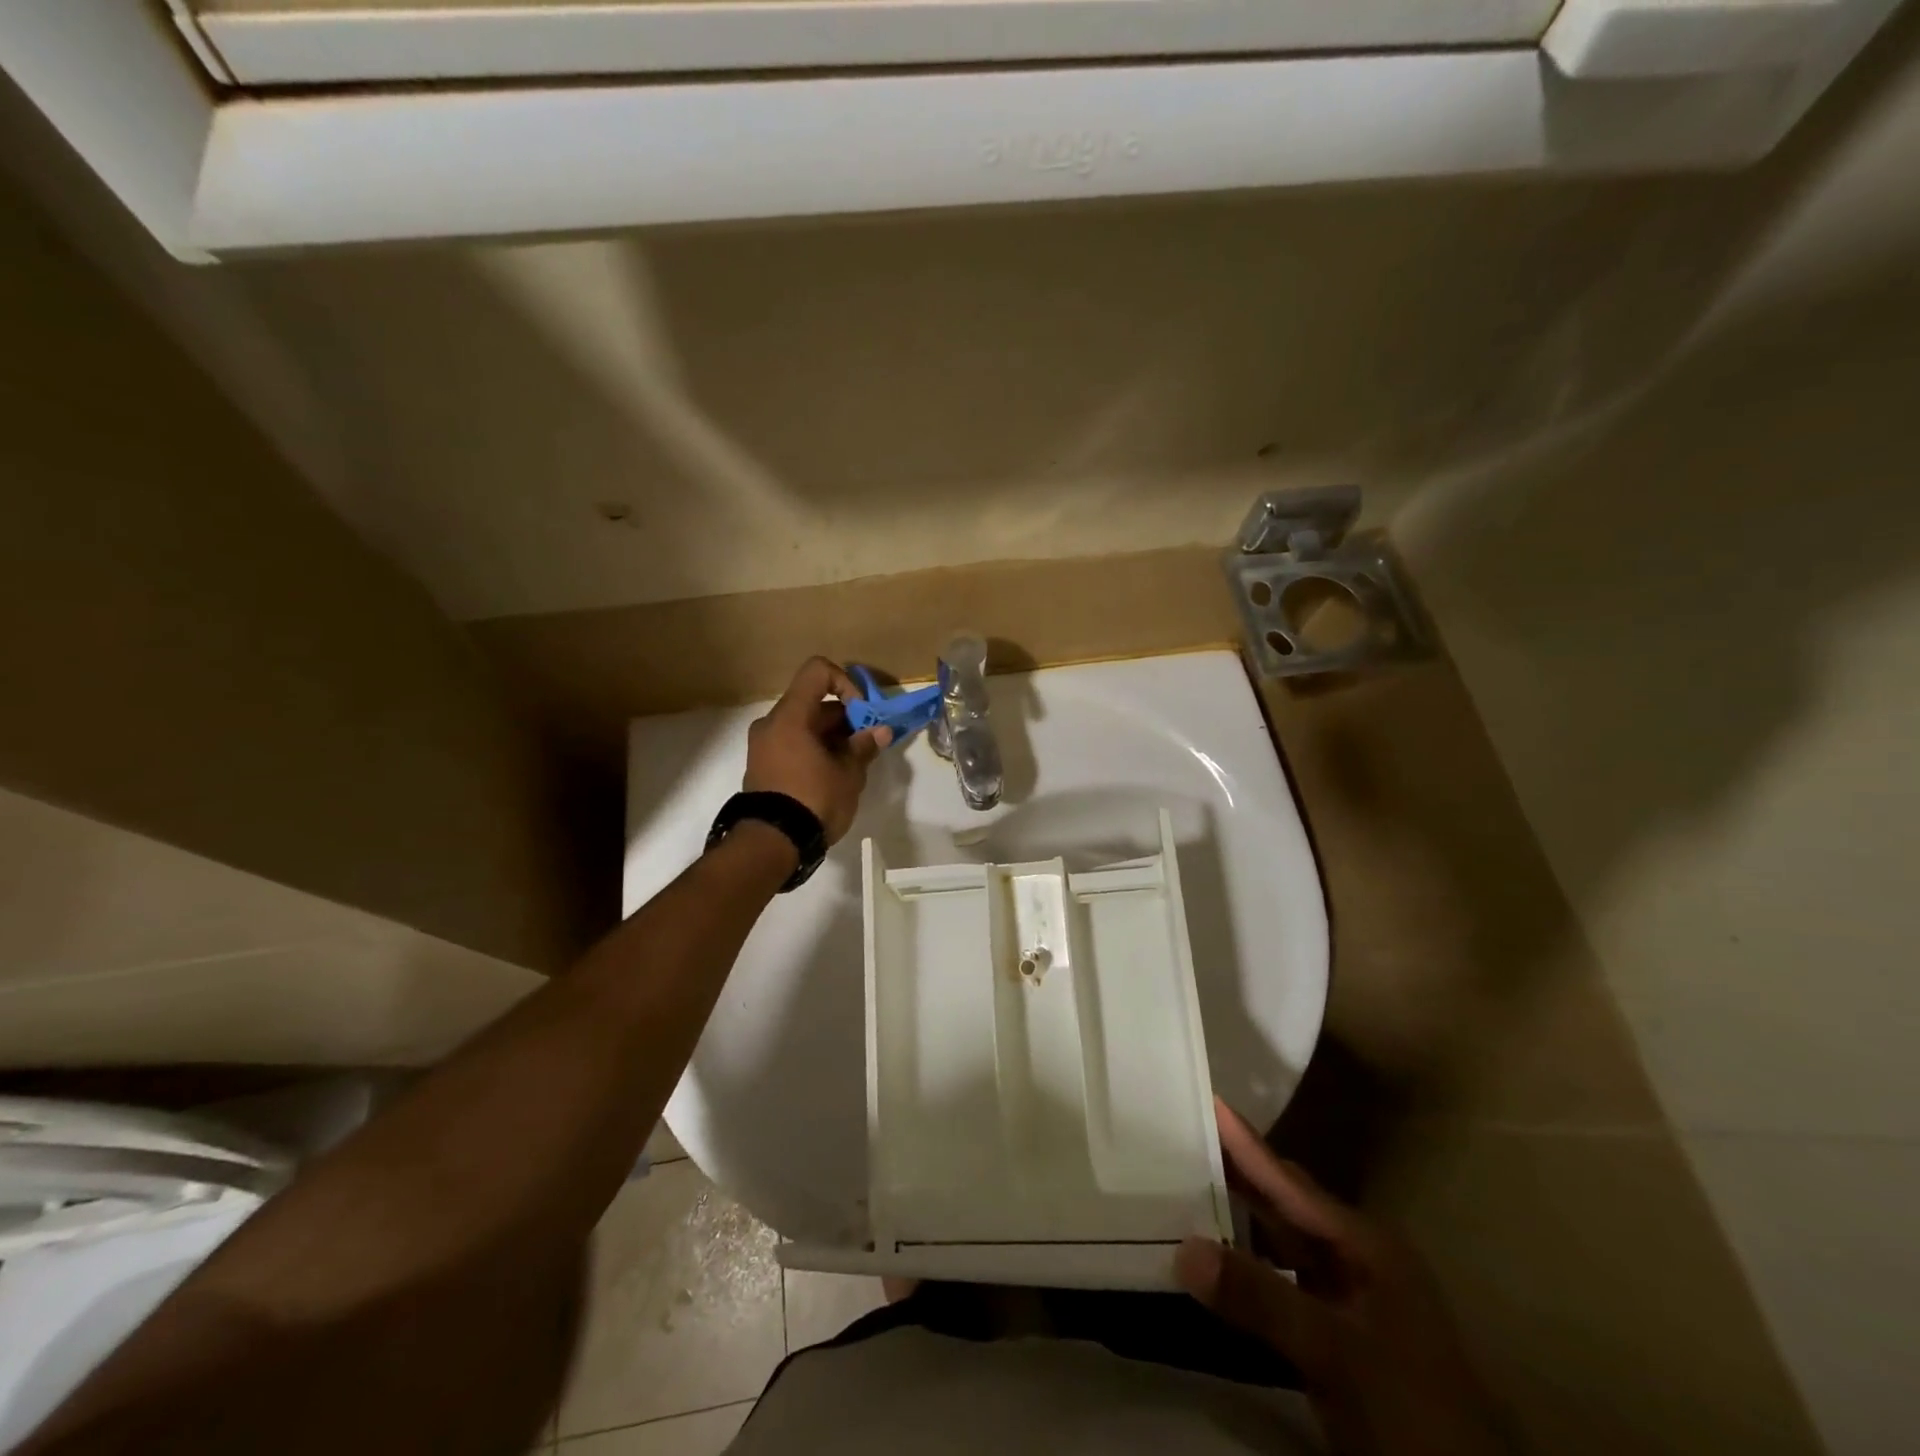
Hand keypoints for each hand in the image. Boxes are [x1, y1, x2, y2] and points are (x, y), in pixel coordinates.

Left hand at [743, 657, 891, 843]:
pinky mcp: (762, 766)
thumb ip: (864, 746)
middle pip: (813, 702)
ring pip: (804, 725)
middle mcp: (771, 723)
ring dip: (831, 736)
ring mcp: (763, 745)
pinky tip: (833, 775)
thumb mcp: (848, 774)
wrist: (771, 843)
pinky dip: (814, 749)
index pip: (818, 672)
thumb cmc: (813, 799)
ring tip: (852, 764)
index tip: (861, 713)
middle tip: (866, 744)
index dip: (845, 683)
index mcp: (790, 716)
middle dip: (845, 718)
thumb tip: (881, 731)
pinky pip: (792, 744)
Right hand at [1177, 1098, 1508, 1455]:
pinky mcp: (1340, 1334)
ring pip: (1283, 1240)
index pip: (1289, 1181)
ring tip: (1188, 1184)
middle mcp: (1357, 1257)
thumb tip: (1183, 1248)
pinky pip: (1282, 1278)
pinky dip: (1248, 1263)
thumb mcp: (1335, 1350)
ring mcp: (1351, 1298)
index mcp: (1364, 1243)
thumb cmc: (1411, 1409)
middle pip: (1286, 1202)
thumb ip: (1260, 1297)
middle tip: (1184, 1135)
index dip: (1246, 1142)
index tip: (1208, 1097)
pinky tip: (1219, 1259)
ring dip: (1240, 1215)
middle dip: (1238, 1169)